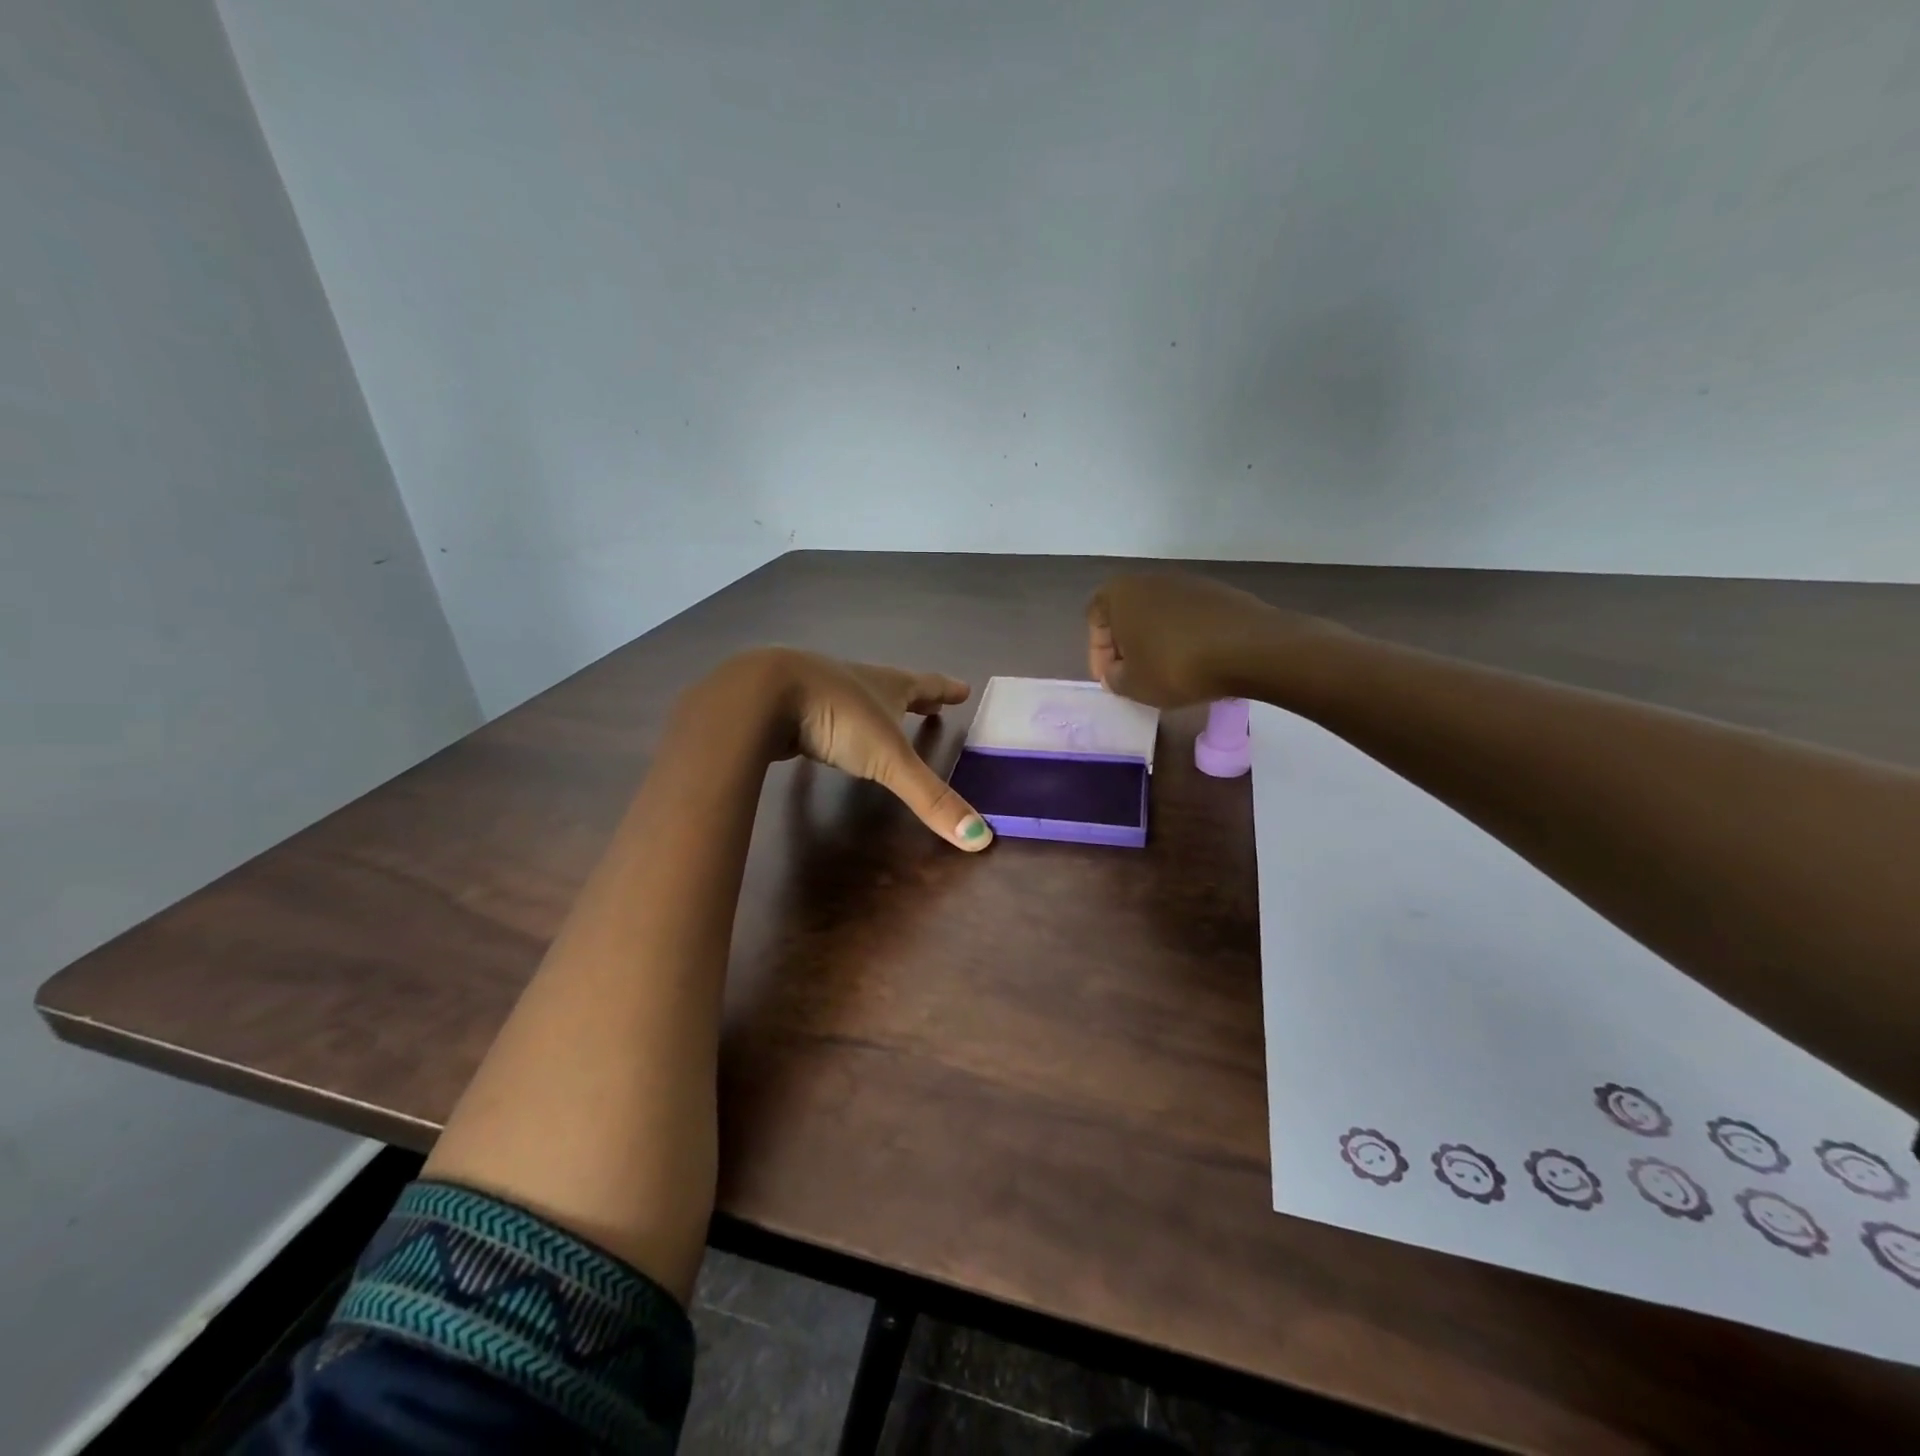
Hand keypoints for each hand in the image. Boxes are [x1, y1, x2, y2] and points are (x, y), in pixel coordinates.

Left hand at [714, 648, 992, 850]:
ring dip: (875, 709)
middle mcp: (857, 682)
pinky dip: (835, 723)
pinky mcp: (789, 707)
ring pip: (856, 698)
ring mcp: (820, 690)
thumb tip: (980, 840)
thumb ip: (930, 798)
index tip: (965, 688)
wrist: (763, 695)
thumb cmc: (838, 717)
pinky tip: (827, 736)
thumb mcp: (889, 760)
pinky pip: (821, 714)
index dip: (946, 690)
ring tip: (886, 721)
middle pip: (894, 688)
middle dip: (916, 698)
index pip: (926, 686)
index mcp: (887, 686)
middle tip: (934, 704)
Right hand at [1086, 571, 1339, 708]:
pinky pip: (1188, 618)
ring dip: (1156, 642)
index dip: (1097, 653)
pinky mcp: (1218, 593)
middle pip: (1127, 614)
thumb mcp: (1132, 685)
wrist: (1250, 648)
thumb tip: (1117, 673)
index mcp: (1120, 592)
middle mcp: (1150, 578)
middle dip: (1126, 646)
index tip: (1110, 679)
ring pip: (1158, 615)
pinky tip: (1196, 664)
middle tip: (1133, 676)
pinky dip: (1184, 639)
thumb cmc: (1175, 665)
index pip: (1094, 619)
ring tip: (1165, 674)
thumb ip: (1114, 679)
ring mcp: (1188, 582)